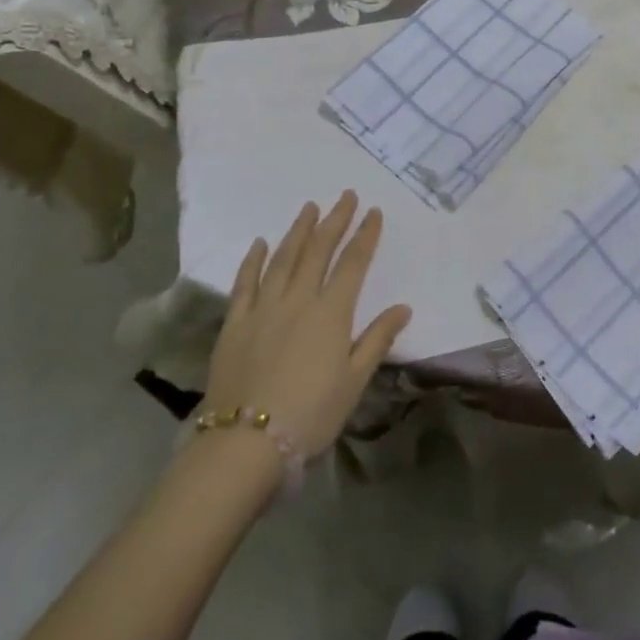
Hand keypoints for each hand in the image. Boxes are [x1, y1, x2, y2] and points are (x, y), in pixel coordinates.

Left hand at [203, 191, 411, 459]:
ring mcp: (264, 308)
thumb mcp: (354, 382)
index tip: (373, 212)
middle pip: (319, 251)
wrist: (245, 443)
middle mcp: (299, 299)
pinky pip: (245, 282)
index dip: (365, 235)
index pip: (353, 263)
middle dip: (335, 221)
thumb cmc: (310, 414)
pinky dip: (254, 260)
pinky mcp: (235, 323)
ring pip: (284, 258)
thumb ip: (377, 339)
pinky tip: (261, 243)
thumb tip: (403, 307)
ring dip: (299, 230)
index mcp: (331, 312)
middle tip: (345, 196)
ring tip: (310, 207)